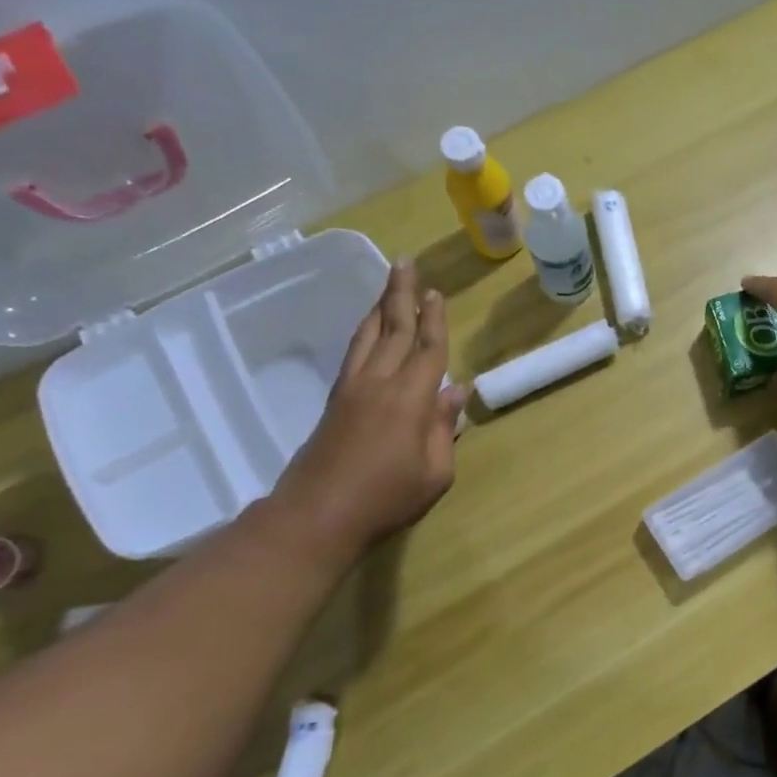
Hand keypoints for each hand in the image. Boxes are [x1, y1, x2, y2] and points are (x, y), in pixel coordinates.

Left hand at [266, 258, 468, 564]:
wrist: (318, 514)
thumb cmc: (387, 498)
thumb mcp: (435, 472)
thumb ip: (445, 428)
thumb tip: (458, 392)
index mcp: (410, 400)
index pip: (428, 349)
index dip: (435, 320)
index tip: (437, 292)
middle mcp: (379, 383)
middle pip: (393, 329)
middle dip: (401, 295)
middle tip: (405, 263)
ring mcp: (351, 389)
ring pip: (367, 336)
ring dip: (379, 307)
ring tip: (389, 286)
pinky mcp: (335, 401)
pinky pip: (354, 353)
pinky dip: (364, 333)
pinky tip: (369, 329)